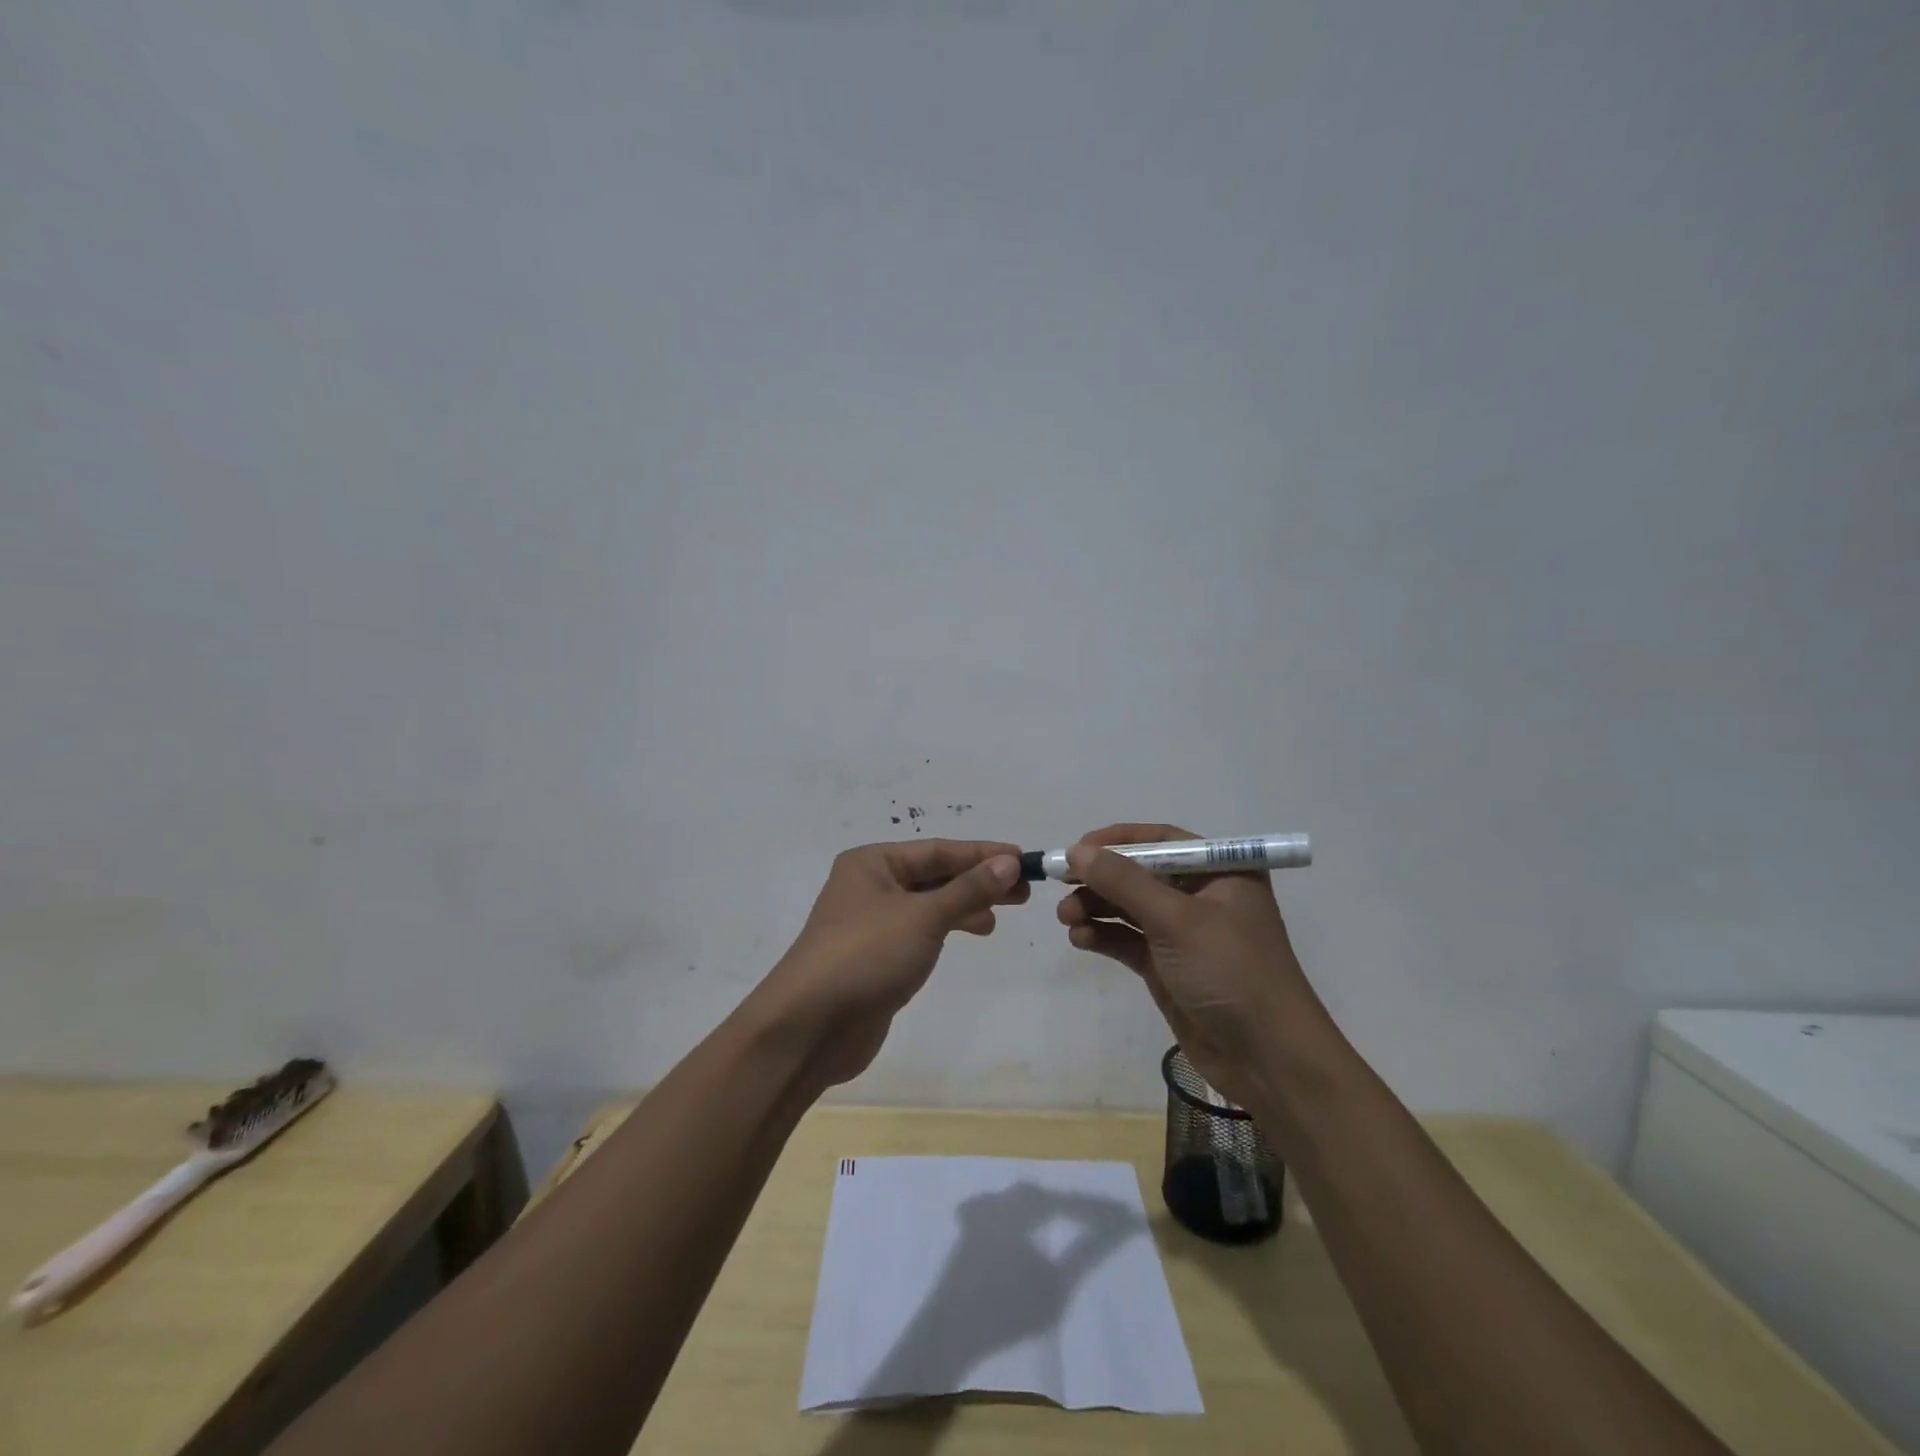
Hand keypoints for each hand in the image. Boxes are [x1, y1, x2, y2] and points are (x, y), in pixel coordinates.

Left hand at [750, 840, 1027, 1089]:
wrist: (810, 1027)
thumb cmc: (866, 956)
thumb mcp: (922, 917)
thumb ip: (968, 890)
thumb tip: (1008, 862)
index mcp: (872, 863)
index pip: (937, 850)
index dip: (982, 853)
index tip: (1022, 858)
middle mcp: (869, 885)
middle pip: (934, 875)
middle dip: (977, 880)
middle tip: (1022, 892)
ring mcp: (871, 923)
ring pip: (928, 904)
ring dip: (965, 904)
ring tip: (1002, 914)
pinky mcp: (876, 956)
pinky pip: (920, 930)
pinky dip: (947, 927)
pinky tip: (972, 933)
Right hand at [1056, 823, 1326, 1109]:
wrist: (1267, 1058)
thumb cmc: (1230, 971)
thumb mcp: (1176, 919)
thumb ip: (1124, 882)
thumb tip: (1077, 851)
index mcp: (1220, 871)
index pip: (1162, 840)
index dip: (1118, 841)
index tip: (1077, 848)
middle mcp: (1202, 895)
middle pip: (1140, 874)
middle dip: (1100, 879)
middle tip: (1060, 884)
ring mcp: (1184, 933)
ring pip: (1129, 908)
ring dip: (1095, 908)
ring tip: (1065, 918)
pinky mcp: (1168, 966)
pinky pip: (1128, 940)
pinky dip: (1103, 936)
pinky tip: (1080, 939)